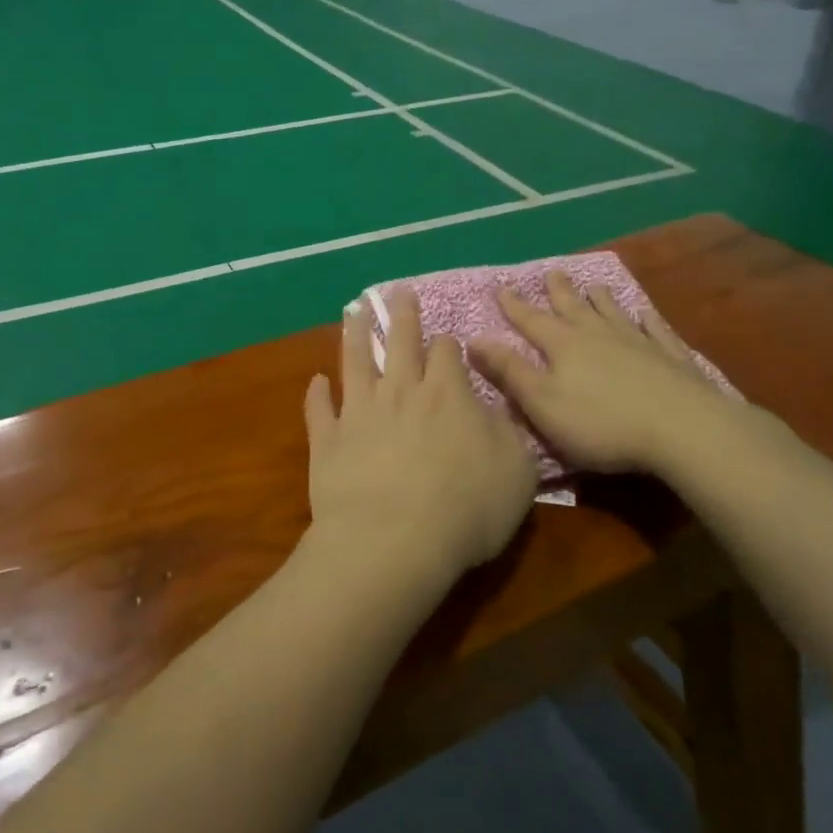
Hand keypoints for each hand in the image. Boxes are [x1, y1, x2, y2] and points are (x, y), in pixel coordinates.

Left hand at [304, 289, 536, 583]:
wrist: (393, 541)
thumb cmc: (466, 509)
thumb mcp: (517, 471)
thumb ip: (508, 433)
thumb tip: (496, 409)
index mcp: (448, 393)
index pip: (448, 352)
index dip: (449, 344)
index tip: (448, 342)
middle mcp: (401, 391)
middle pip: (400, 341)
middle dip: (402, 314)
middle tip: (398, 291)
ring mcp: (359, 412)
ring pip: (355, 361)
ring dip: (354, 334)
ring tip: (353, 312)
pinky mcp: (328, 440)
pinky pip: (319, 410)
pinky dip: (316, 394)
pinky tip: (316, 381)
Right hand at [470, 272, 748, 476]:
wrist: (682, 429)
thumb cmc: (602, 423)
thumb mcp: (543, 403)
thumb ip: (511, 371)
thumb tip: (475, 339)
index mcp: (564, 346)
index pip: (531, 321)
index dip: (514, 306)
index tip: (501, 287)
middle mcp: (598, 335)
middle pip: (574, 308)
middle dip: (559, 292)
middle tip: (552, 272)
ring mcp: (638, 343)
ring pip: (613, 313)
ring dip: (601, 300)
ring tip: (594, 285)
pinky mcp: (671, 358)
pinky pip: (655, 331)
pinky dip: (648, 321)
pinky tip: (647, 314)